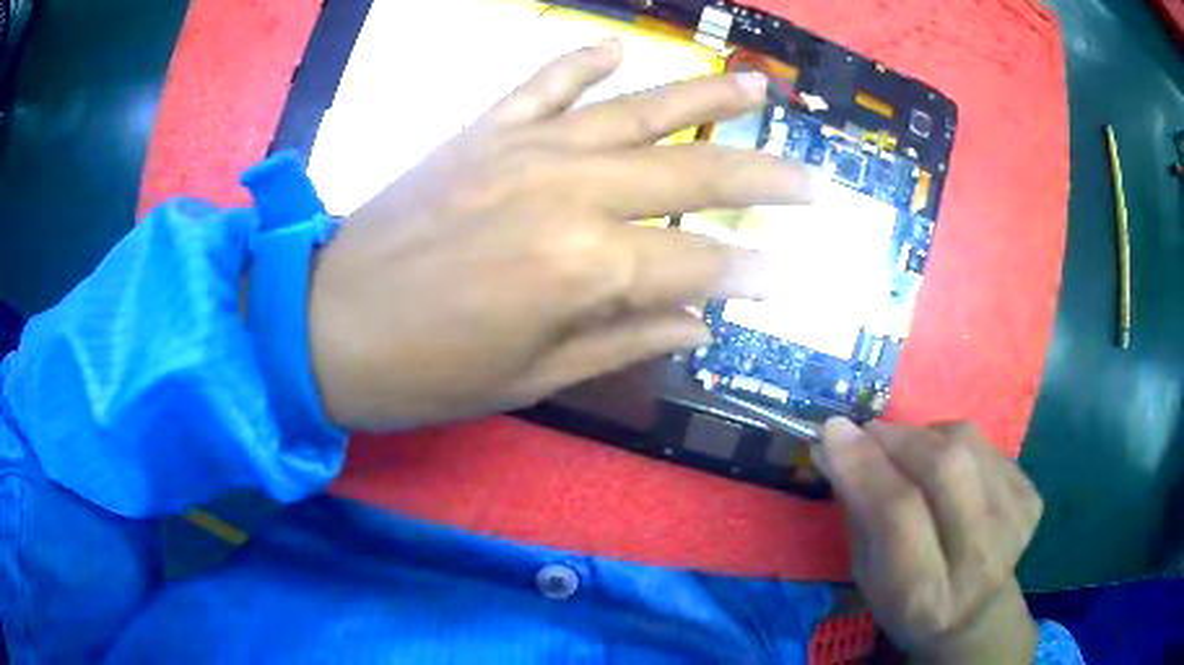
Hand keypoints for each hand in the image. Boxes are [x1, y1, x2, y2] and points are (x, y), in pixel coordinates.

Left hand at [307, 40, 813, 429]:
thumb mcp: (530, 380)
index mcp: (585, 271)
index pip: (698, 268)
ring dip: (704, 97)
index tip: (789, 275)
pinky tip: (616, 49)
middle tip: (812, 181)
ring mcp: (524, 150)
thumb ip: (623, 341)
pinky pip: (541, 83)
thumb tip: (698, 324)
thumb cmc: (424, 373)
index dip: (749, 275)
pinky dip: (579, 61)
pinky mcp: (481, 132)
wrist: (324, 325)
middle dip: (763, 181)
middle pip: (692, 178)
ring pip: (636, 112)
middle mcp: (570, 194)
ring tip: (758, 87)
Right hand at [814, 420, 1043, 663]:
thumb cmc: (907, 601)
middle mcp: (981, 560)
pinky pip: (985, 444)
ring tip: (906, 453)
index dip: (865, 466)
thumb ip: (858, 511)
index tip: (831, 431)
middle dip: (897, 439)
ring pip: (966, 443)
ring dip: (924, 436)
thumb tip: (836, 439)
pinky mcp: (1031, 496)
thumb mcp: (867, 575)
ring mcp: (1015, 522)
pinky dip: (953, 442)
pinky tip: (945, 468)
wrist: (976, 612)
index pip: (899, 514)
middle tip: (868, 434)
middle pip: (944, 468)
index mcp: (928, 598)